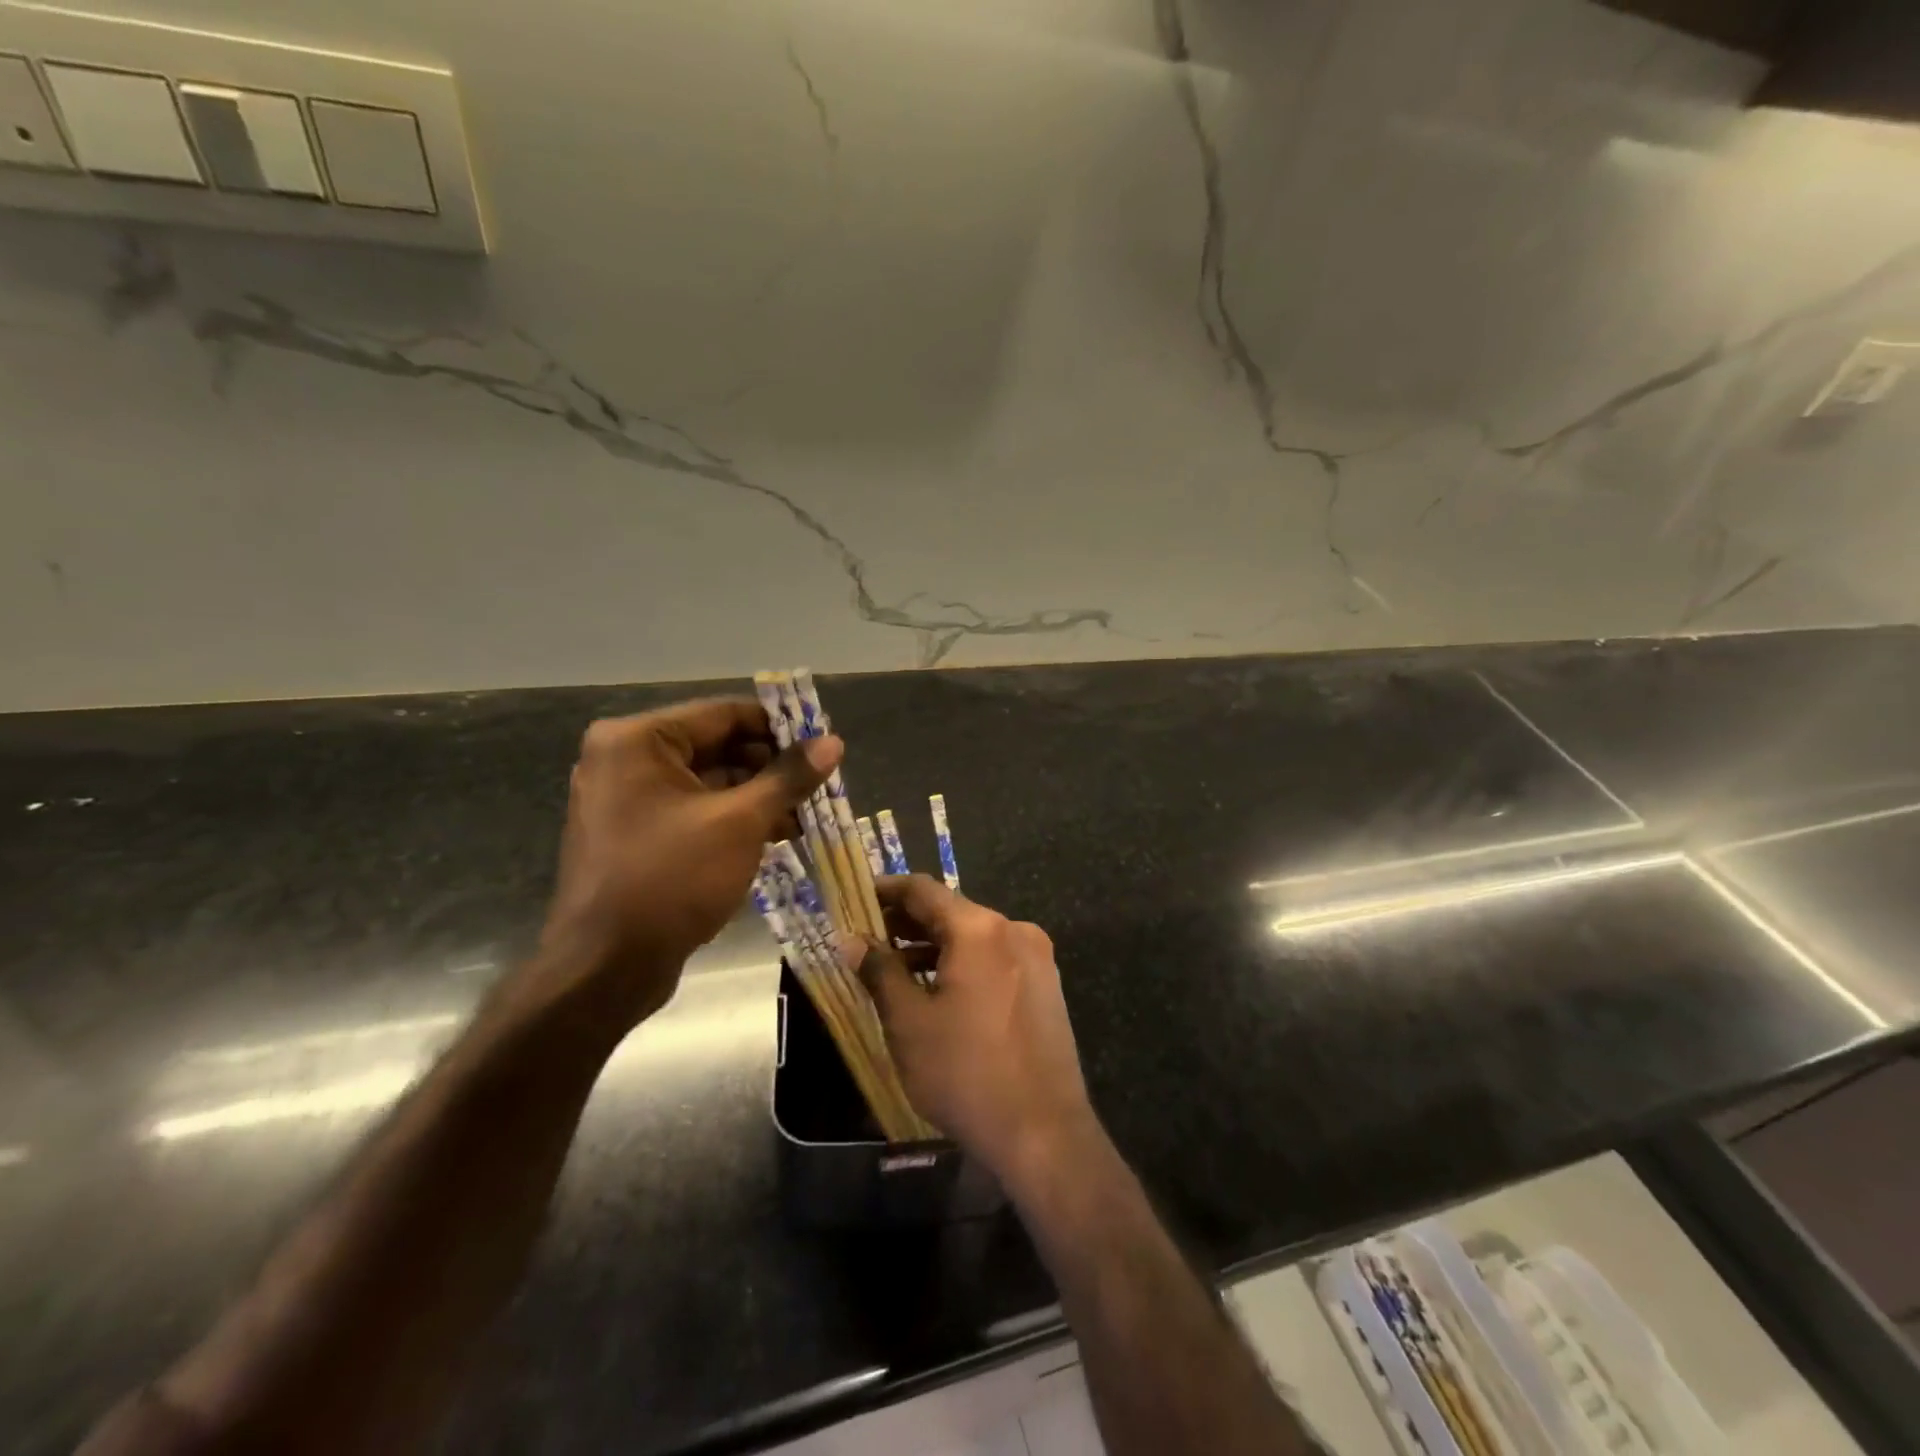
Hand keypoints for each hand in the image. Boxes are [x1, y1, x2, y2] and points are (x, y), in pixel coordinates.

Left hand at [531, 698, 840, 1028]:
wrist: (605, 969)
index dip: (779, 726)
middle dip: (771, 766)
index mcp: (637, 741)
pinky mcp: (635, 836)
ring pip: (708, 783)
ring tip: (809, 813)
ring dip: (758, 796)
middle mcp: (624, 760)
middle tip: (821, 781)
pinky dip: (733, 819)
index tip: (823, 740)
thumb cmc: (671, 880)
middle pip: (716, 747)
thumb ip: (788, 777)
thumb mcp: (740, 822)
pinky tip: (778, 834)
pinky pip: (693, 812)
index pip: (723, 714)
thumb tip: (833, 742)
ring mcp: (626, 800)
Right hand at [861, 876, 1096, 1186]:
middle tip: (867, 936)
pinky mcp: (1045, 985)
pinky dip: (962, 962)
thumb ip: (880, 972)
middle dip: (907, 921)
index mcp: (980, 929)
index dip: (886, 890)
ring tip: (894, 965)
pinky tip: (936, 987)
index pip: (924, 890)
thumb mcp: (909, 1022)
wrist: (1044, 1133)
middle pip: (951, 911)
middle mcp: (1013, 930)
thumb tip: (852, 940)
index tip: (856, 897)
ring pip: (973, 936)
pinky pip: (994, 958)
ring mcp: (1036, 957)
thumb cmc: (966, 1073)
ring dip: (933, 945)